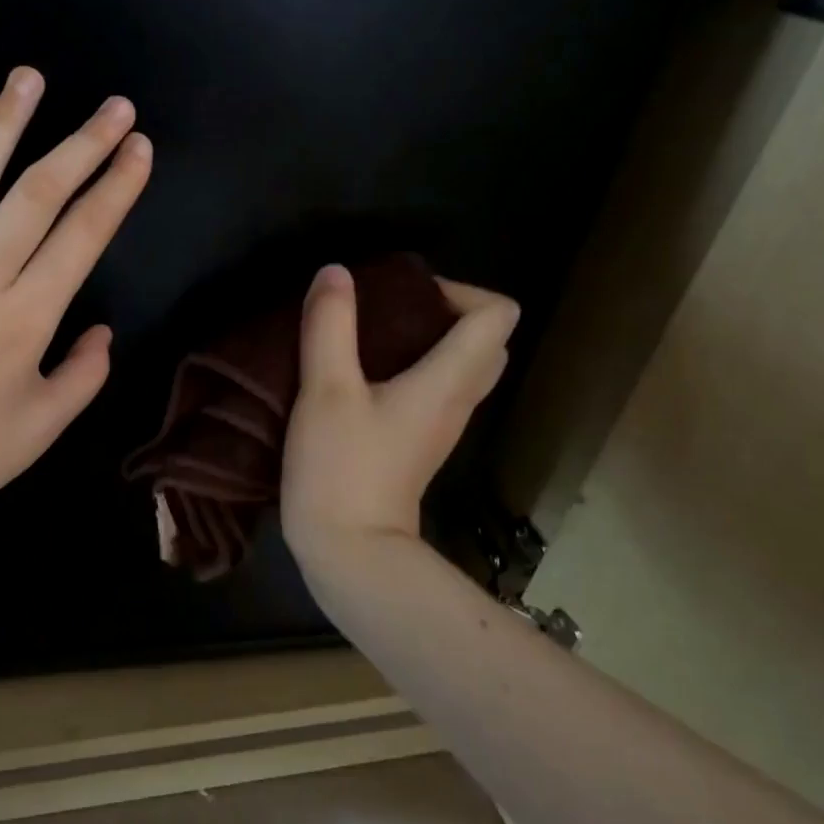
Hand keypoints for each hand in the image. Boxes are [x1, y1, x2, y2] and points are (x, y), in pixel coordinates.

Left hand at [0, 66, 151, 554]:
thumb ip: (84, 372)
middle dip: (82, 146)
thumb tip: (100, 330)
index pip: (83, 236)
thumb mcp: (45, 425)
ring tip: (29, 79)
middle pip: (37, 196)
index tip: (139, 148)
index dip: (116, 188)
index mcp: (26, 319)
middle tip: (114, 106)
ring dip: (2, 126)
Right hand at [281, 264, 519, 569]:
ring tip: (372, 338)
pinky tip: (363, 375)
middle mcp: (458, 401)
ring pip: (462, 368)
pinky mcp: (419, 445)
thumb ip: (330, 326)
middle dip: (446, 313)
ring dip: (429, 342)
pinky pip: (436, 391)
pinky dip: (414, 370)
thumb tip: (335, 272)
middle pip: (486, 341)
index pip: (497, 315)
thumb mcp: (326, 390)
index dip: (460, 290)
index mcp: (448, 381)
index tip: (404, 294)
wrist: (349, 551)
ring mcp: (441, 427)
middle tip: (390, 311)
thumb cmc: (342, 468)